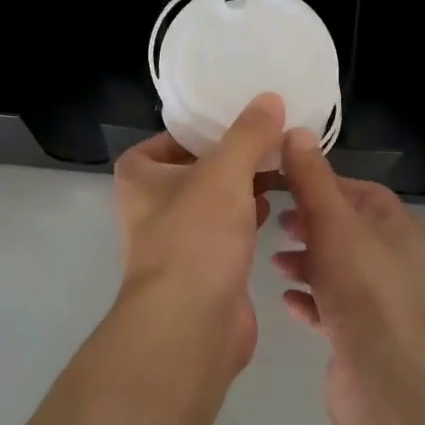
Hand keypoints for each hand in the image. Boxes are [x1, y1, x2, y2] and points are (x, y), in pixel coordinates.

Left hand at [114, 94, 285, 376]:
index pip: (173, 137)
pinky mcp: (203, 267)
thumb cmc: (196, 237)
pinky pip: (228, 230)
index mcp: (141, 175)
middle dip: (236, 156)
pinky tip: (278, 207)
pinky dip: (249, 216)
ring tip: (283, 166)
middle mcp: (152, 204)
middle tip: (275, 139)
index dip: (208, 126)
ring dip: (246, 186)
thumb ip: (248, 134)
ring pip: (216, 199)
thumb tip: (269, 98)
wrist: (190, 326)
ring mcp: (177, 238)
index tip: (246, 117)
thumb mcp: (225, 173)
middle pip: (199, 166)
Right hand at [273, 130, 424, 424]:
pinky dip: (309, 298)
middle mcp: (394, 261)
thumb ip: (312, 180)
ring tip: (273, 261)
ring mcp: (380, 302)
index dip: (321, 182)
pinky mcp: (362, 337)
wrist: (390, 388)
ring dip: (305, 260)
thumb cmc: (365, 293)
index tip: (282, 181)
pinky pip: (331, 306)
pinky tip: (285, 300)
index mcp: (397, 229)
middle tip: (273, 220)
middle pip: (346, 228)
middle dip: (309, 221)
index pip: (359, 190)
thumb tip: (296, 130)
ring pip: (337, 267)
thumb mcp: (334, 225)